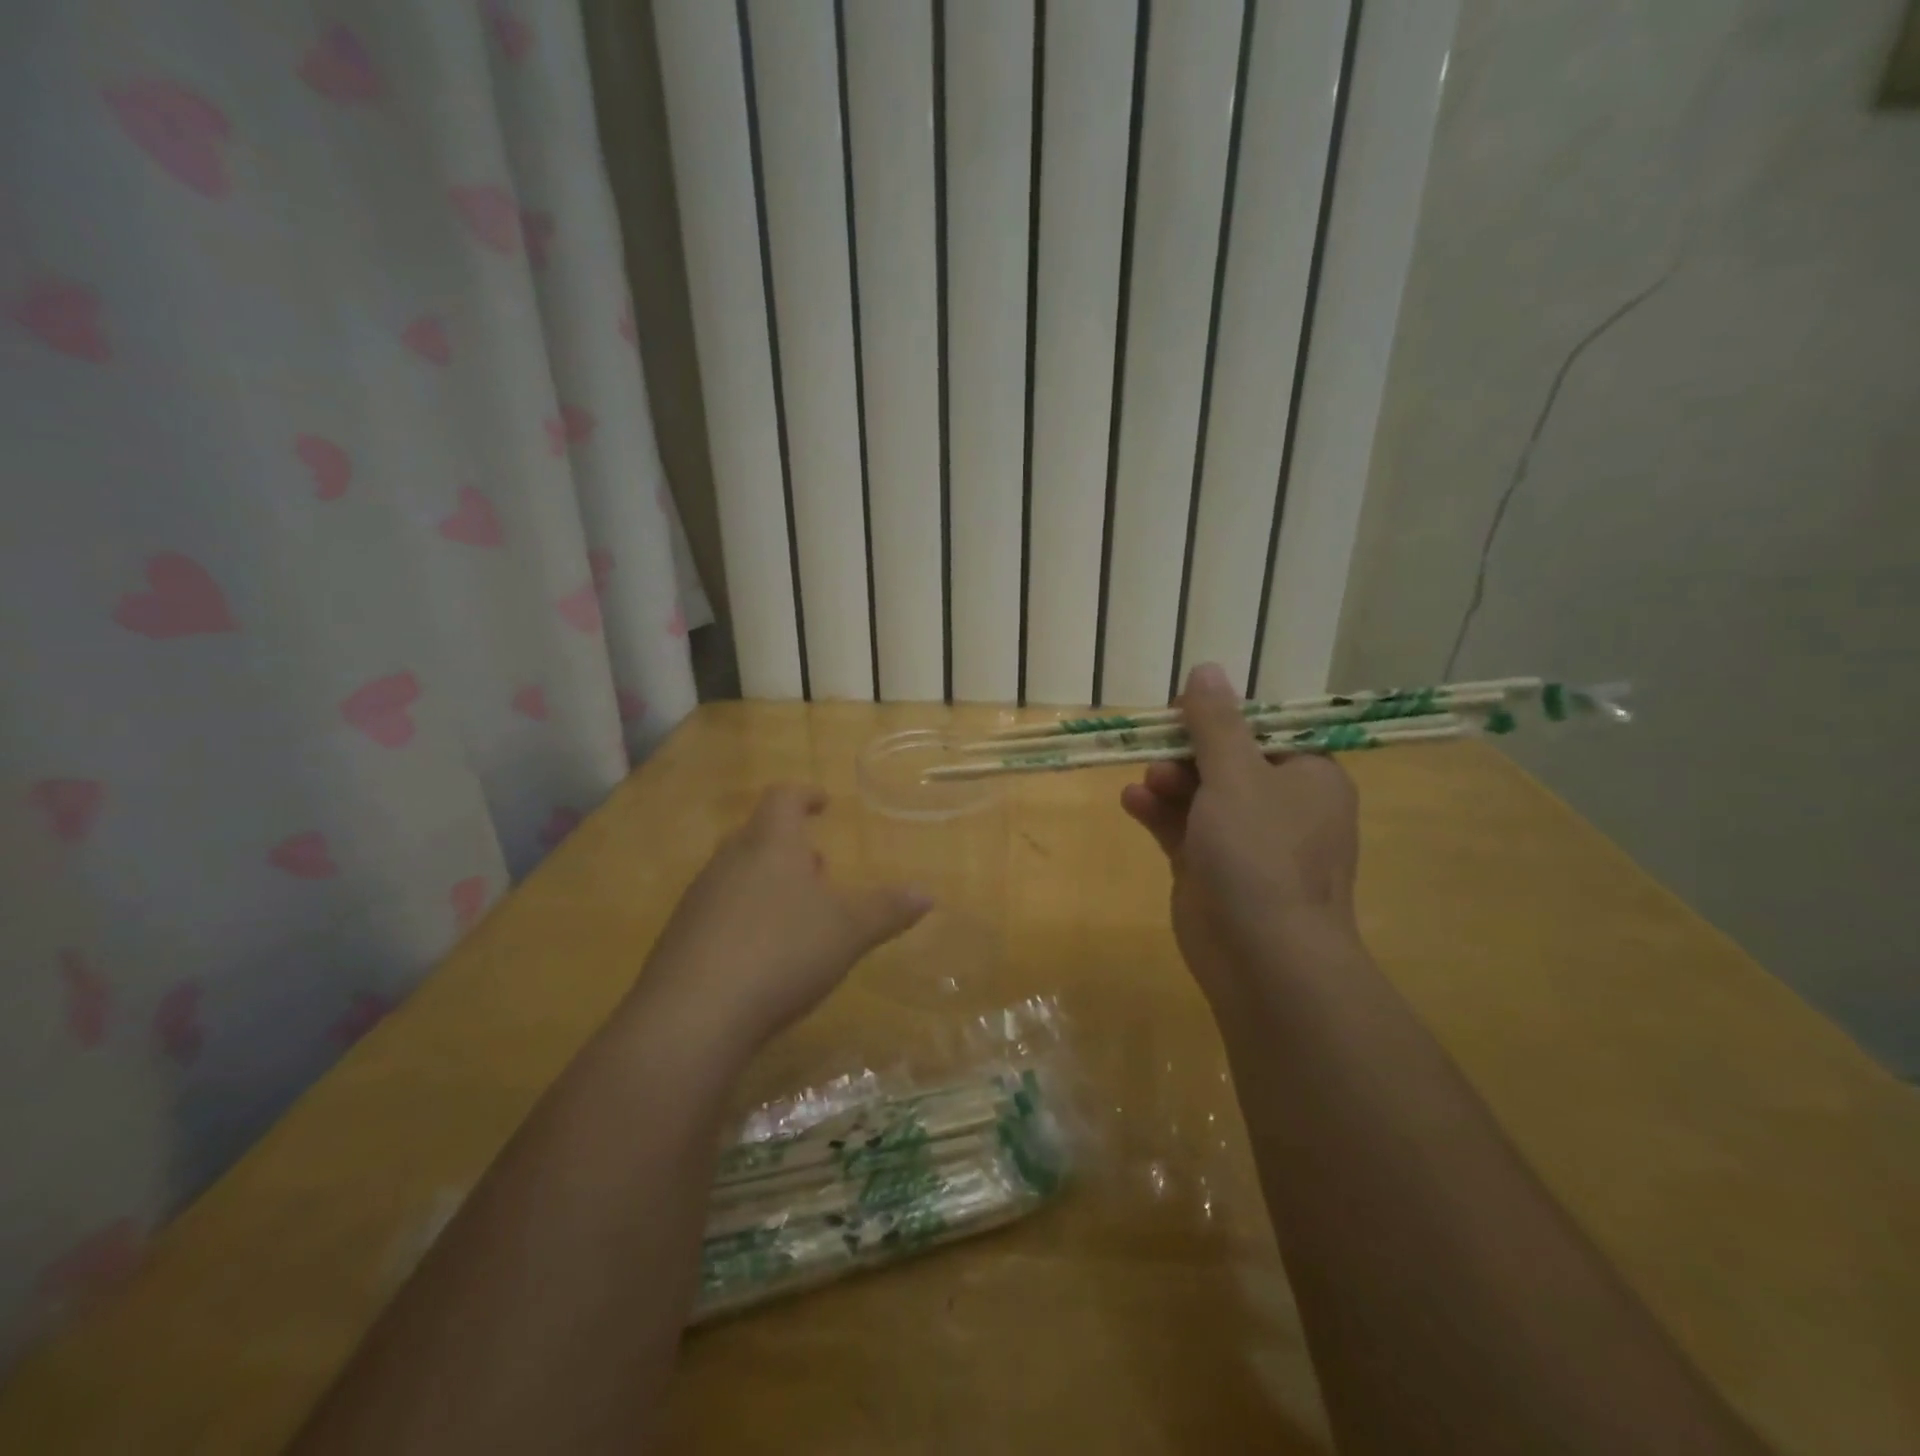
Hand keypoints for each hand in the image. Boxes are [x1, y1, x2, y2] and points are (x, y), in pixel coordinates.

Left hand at [634, 786, 930, 1051]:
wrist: (693, 1015)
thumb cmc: (782, 951)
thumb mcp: (849, 930)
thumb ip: (888, 909)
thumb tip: (927, 894)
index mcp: (770, 843)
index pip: (783, 798)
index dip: (805, 795)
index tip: (823, 802)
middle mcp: (729, 860)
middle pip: (758, 834)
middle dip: (789, 845)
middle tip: (817, 864)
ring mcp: (699, 898)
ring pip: (737, 873)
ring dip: (767, 882)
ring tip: (797, 912)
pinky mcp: (680, 938)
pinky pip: (719, 911)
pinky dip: (745, 917)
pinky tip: (762, 954)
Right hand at [1121, 662, 1361, 1009]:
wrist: (1263, 957)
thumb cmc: (1260, 853)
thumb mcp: (1236, 775)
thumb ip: (1216, 723)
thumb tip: (1206, 669)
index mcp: (1308, 777)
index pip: (1265, 730)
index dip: (1222, 717)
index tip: (1183, 712)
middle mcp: (1282, 806)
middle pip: (1227, 760)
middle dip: (1187, 753)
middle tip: (1158, 748)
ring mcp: (1246, 842)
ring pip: (1200, 794)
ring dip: (1169, 782)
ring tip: (1146, 783)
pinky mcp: (1213, 870)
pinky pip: (1182, 828)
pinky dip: (1158, 813)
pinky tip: (1131, 802)